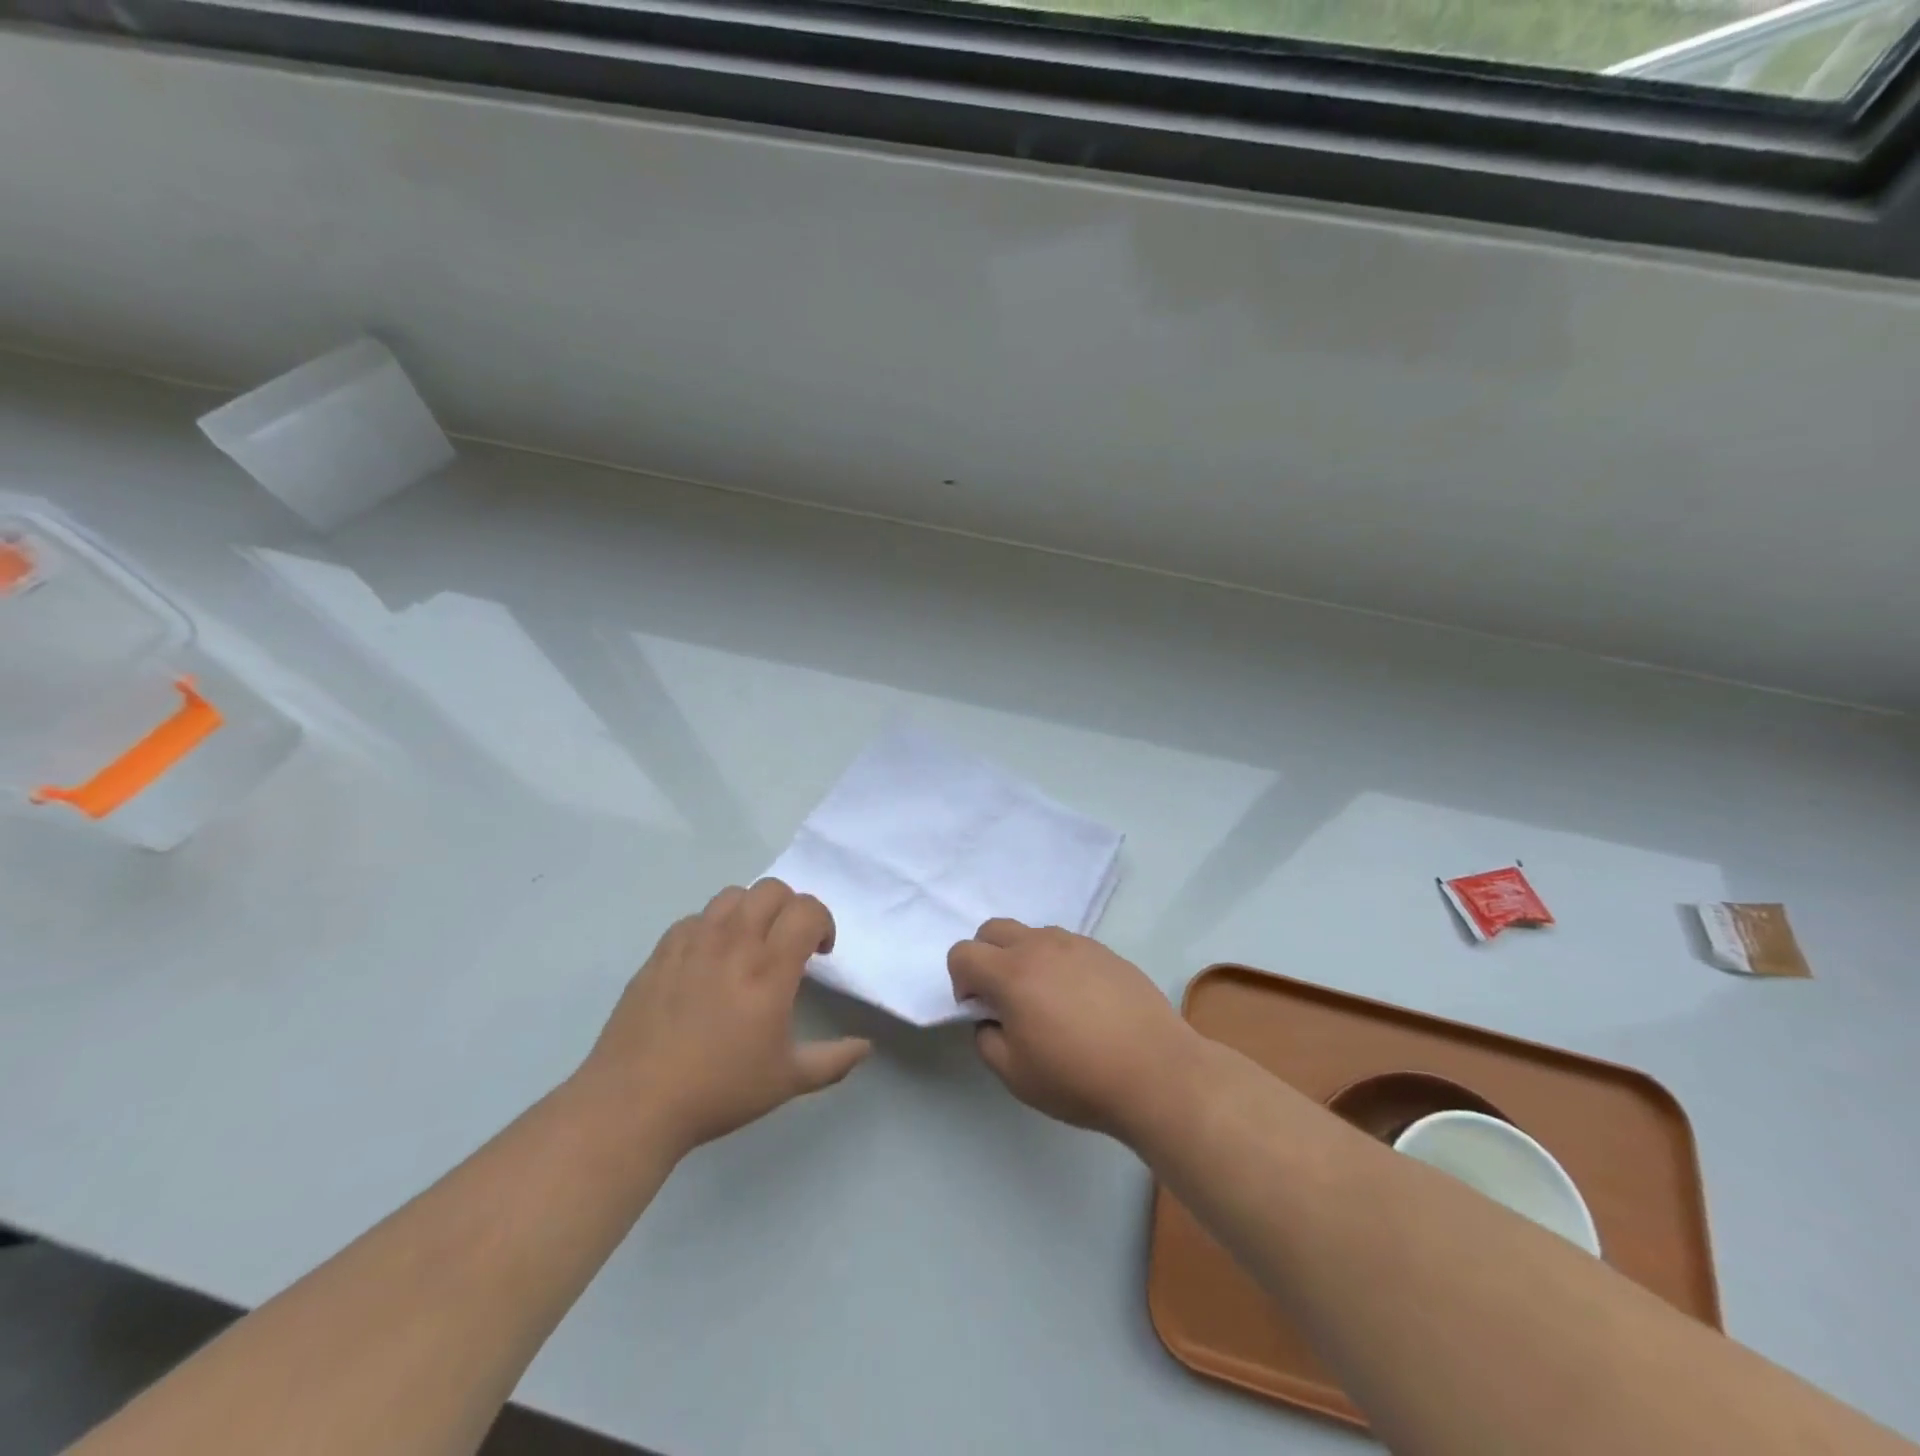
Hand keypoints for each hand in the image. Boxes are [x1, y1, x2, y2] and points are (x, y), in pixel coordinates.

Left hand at [578, 879, 871, 1155]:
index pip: (807, 910)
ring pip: (732, 895)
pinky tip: (709, 961)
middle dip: (791, 908)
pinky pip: (695, 918)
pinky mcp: (661, 952)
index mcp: (769, 969)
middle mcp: (734, 943)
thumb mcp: (787, 1080)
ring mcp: (693, 943)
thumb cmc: (718, 1090)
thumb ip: (833, 1060)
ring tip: (749, 944)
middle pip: (772, 890)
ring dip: (752, 910)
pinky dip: (712, 927)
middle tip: (789, 943)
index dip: (823, 922)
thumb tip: (866, 1047)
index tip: (820, 952)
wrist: (633, 1103)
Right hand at [947, 920, 1199, 1143]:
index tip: (980, 1010)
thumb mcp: (1015, 1075)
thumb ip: (986, 1040)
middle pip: (993, 929)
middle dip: (985, 957)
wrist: (1156, 1072)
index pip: (963, 953)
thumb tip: (991, 1019)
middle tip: (1004, 998)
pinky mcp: (1105, 951)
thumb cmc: (1078, 1078)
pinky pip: (1066, 945)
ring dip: (1023, 957)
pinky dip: (1057, 962)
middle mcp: (1040, 946)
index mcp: (1011, 973)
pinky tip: (1080, 1000)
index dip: (961, 981)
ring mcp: (1076, 944)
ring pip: (1032, 934)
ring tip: (1046, 999)